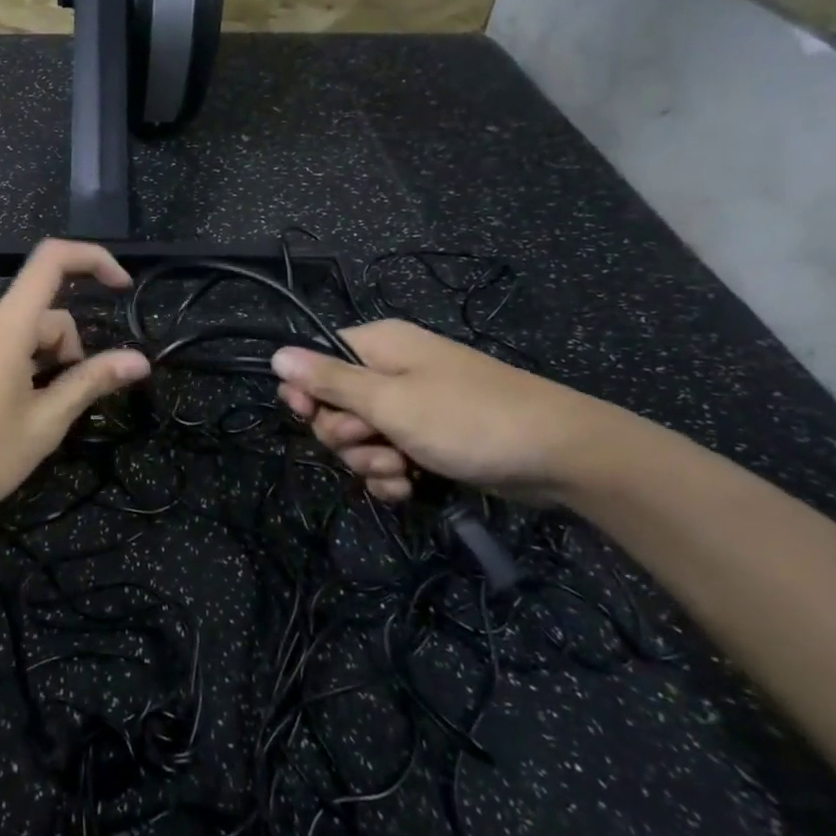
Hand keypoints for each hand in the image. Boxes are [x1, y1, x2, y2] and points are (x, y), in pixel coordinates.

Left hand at [0, 240, 151, 531]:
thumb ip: (91, 382)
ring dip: (47, 363)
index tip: (122, 287)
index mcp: (7, 327)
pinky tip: (16, 413)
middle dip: (70, 350)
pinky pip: (3, 348)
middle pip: (45, 313)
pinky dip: (25, 368)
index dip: (93, 259)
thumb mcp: (45, 423)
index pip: (51, 260)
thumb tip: (139, 360)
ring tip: (38, 417)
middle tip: (66, 404)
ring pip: (26, 334)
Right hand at [272, 321, 622, 502]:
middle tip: (374, 444)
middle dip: (345, 435)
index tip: (309, 417)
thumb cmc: (467, 419)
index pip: (315, 361)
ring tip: (400, 471)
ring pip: (359, 438)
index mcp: (377, 347)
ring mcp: (410, 408)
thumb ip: (328, 381)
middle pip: (333, 405)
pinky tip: (409, 488)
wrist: (559, 456)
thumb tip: (275, 354)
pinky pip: (386, 458)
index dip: (306, 392)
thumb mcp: (389, 401)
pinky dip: (391, 476)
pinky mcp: (428, 440)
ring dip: (369, 461)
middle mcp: (389, 372)